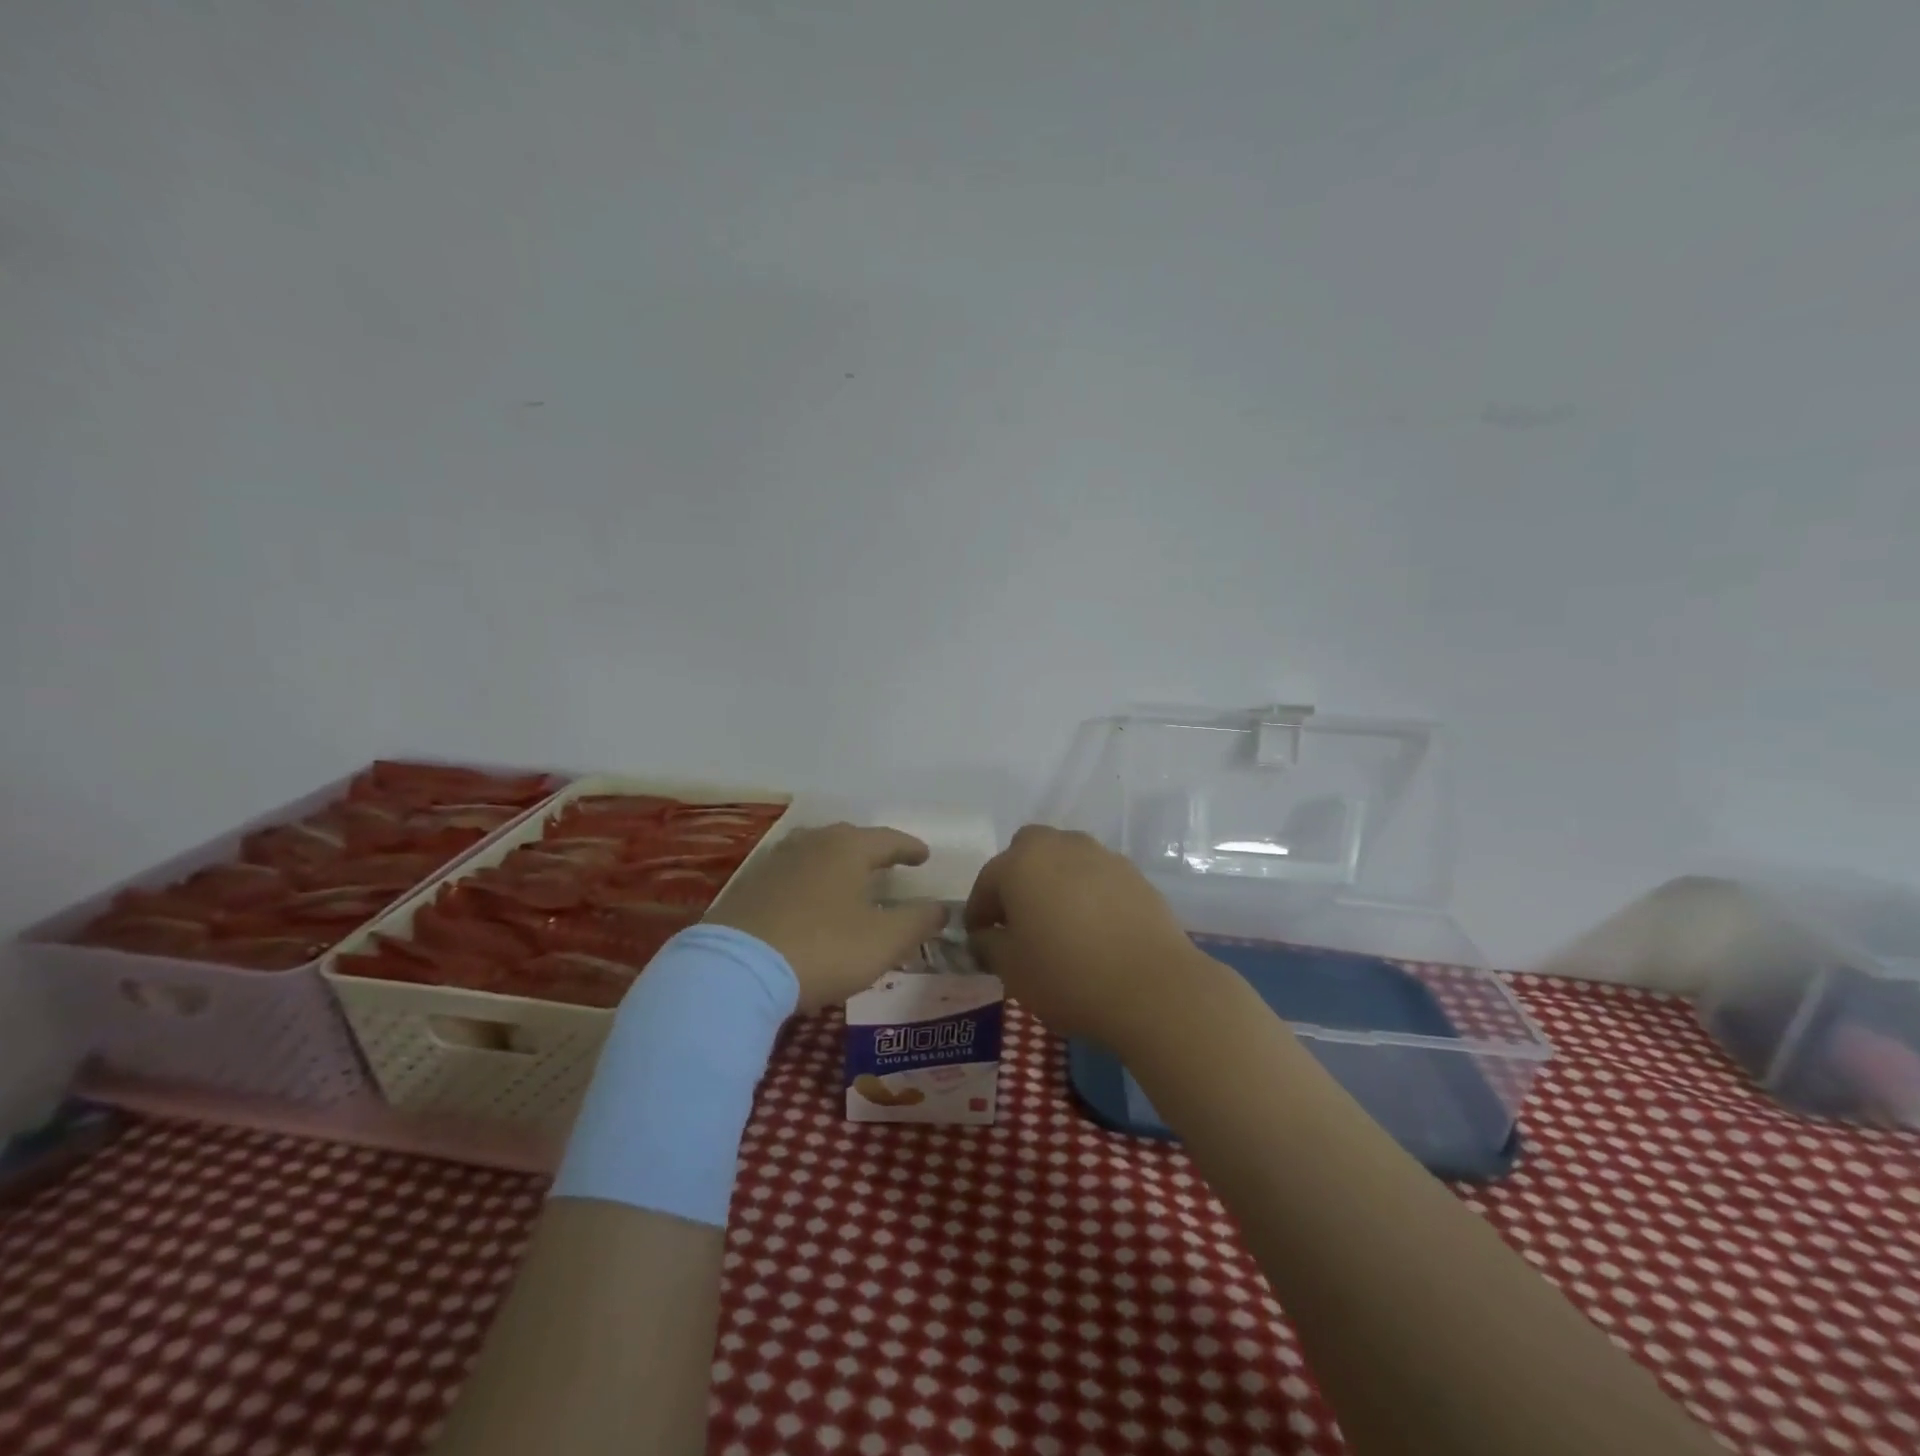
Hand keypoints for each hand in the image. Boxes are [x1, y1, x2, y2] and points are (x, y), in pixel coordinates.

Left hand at [705, 823, 946, 1011]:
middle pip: (848, 838)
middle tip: (887, 863)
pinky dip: (808, 880)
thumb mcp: (884, 941)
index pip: (888, 839)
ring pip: (815, 852)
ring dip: (836, 862)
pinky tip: (808, 898)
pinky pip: (790, 873)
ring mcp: (775, 862)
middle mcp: (811, 843)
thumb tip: (942, 908)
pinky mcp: (748, 886)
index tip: (924, 856)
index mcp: (847, 848)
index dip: (909, 848)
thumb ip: (918, 921)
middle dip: (871, 850)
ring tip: (848, 878)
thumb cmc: (823, 948)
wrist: (736, 970)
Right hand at [964, 824, 1209, 1050]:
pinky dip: (1087, 893)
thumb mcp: (1012, 969)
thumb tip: (986, 935)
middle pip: (1027, 853)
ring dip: (1054, 882)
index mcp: (1021, 863)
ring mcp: (1102, 856)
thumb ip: (989, 944)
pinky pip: (1097, 877)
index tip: (978, 936)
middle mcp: (1060, 846)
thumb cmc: (1068, 976)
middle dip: (1017, 880)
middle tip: (1018, 920)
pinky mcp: (1134, 875)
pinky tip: (1093, 928)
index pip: (987, 881)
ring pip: (1065, 860)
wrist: (1153, 988)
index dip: (978, 911)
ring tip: (1058, 923)